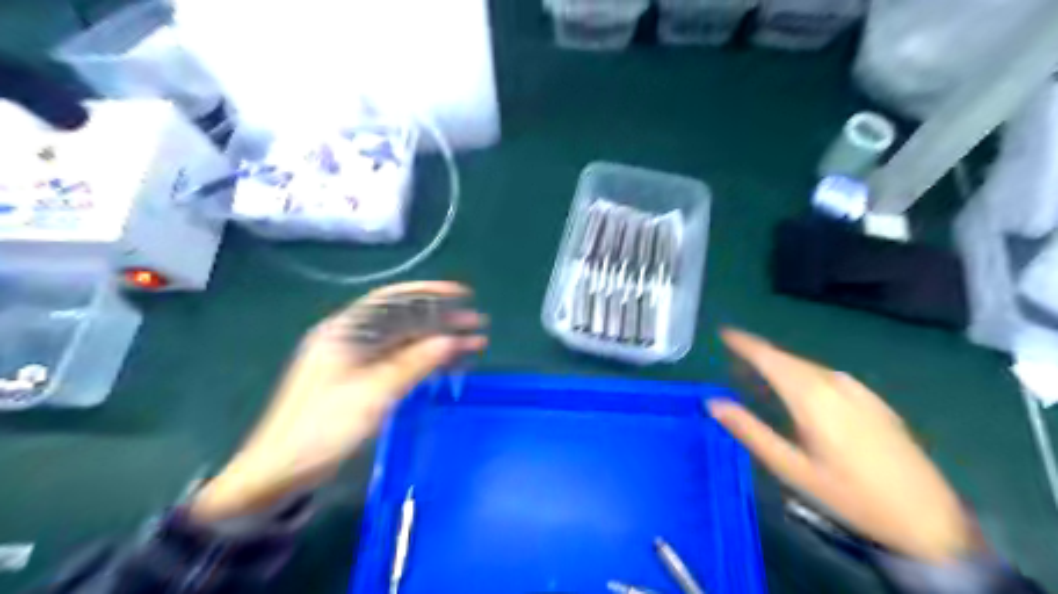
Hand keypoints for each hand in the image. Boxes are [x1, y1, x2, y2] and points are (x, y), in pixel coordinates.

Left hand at [191, 280, 487, 518]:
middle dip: (441, 320)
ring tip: (473, 344)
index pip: (392, 300)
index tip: (461, 294)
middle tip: (476, 323)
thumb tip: (451, 340)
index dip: (428, 294)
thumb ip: (414, 363)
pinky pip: (400, 362)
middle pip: (403, 321)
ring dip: (437, 342)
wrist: (281, 472)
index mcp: (345, 331)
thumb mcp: (372, 393)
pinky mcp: (361, 383)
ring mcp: (356, 362)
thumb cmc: (323, 426)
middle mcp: (352, 339)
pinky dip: (424, 361)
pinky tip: (447, 364)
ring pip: (405, 343)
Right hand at [711, 330, 973, 561]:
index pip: (770, 358)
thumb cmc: (850, 496)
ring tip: (761, 375)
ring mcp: (858, 391)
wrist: (928, 520)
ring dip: (781, 366)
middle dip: (760, 354)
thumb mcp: (791, 469)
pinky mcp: (873, 401)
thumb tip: (713, 403)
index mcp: (811, 397)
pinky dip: (804, 376)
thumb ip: (750, 431)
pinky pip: (827, 377)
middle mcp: (835, 384)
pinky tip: (801, 392)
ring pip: (808, 367)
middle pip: (789, 359)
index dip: (745, 344)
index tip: (724, 333)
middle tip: (735, 360)